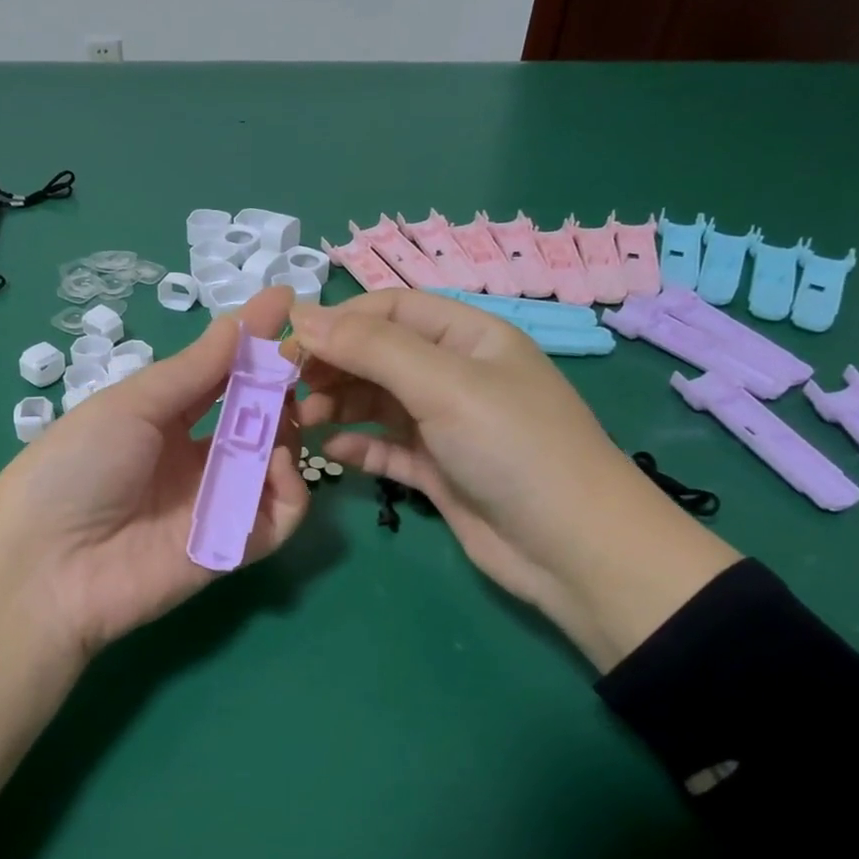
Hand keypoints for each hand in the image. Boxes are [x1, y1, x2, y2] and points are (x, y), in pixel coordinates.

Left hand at [0, 286, 308, 659]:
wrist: (46, 566)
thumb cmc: (76, 467)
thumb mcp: (129, 406)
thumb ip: (192, 370)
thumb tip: (238, 321)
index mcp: (162, 419)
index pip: (220, 374)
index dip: (251, 341)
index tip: (287, 302)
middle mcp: (194, 458)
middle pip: (255, 418)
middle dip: (279, 387)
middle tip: (299, 364)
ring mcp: (215, 503)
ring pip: (275, 463)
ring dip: (289, 433)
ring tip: (288, 413)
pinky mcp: (232, 548)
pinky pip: (278, 516)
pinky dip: (291, 489)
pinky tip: (278, 466)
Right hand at [291, 290, 737, 670]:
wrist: (571, 547)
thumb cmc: (512, 446)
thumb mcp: (443, 384)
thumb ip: (371, 348)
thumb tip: (302, 316)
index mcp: (468, 336)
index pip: (390, 310)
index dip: (338, 321)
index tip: (287, 345)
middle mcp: (455, 374)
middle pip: (378, 355)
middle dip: (333, 367)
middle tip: (287, 390)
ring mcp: (446, 425)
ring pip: (377, 402)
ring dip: (338, 406)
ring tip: (302, 423)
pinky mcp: (438, 470)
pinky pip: (387, 448)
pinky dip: (358, 446)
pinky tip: (331, 452)